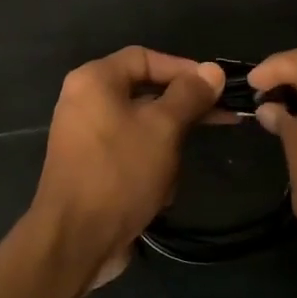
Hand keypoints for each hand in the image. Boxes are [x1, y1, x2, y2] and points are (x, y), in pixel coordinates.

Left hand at [28, 48, 224, 289]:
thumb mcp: (163, 129)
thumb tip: (212, 70)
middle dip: (180, 114)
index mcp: (94, 80)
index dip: (183, 68)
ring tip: (173, 174)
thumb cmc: (120, 172)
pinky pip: (129, 155)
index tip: (216, 86)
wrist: (75, 239)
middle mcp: (84, 101)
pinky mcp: (91, 167)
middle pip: (144, 93)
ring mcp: (85, 136)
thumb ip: (189, 95)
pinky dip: (149, 170)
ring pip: (142, 129)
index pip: (145, 57)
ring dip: (166, 151)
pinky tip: (158, 195)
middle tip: (221, 120)